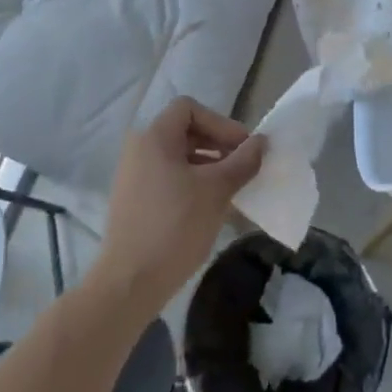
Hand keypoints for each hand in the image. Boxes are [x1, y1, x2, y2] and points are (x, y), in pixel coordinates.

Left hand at [93, 97, 264, 316]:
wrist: (130, 283)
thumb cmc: (175, 226)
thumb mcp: (216, 190)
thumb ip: (242, 161)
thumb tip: (261, 142)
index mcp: (154, 137)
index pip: (189, 108)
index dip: (220, 123)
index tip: (242, 149)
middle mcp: (139, 150)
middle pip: (185, 131)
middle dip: (218, 145)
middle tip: (243, 168)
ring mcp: (134, 176)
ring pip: (179, 158)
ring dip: (209, 167)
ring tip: (232, 190)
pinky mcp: (135, 201)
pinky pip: (169, 179)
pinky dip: (193, 184)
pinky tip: (212, 208)